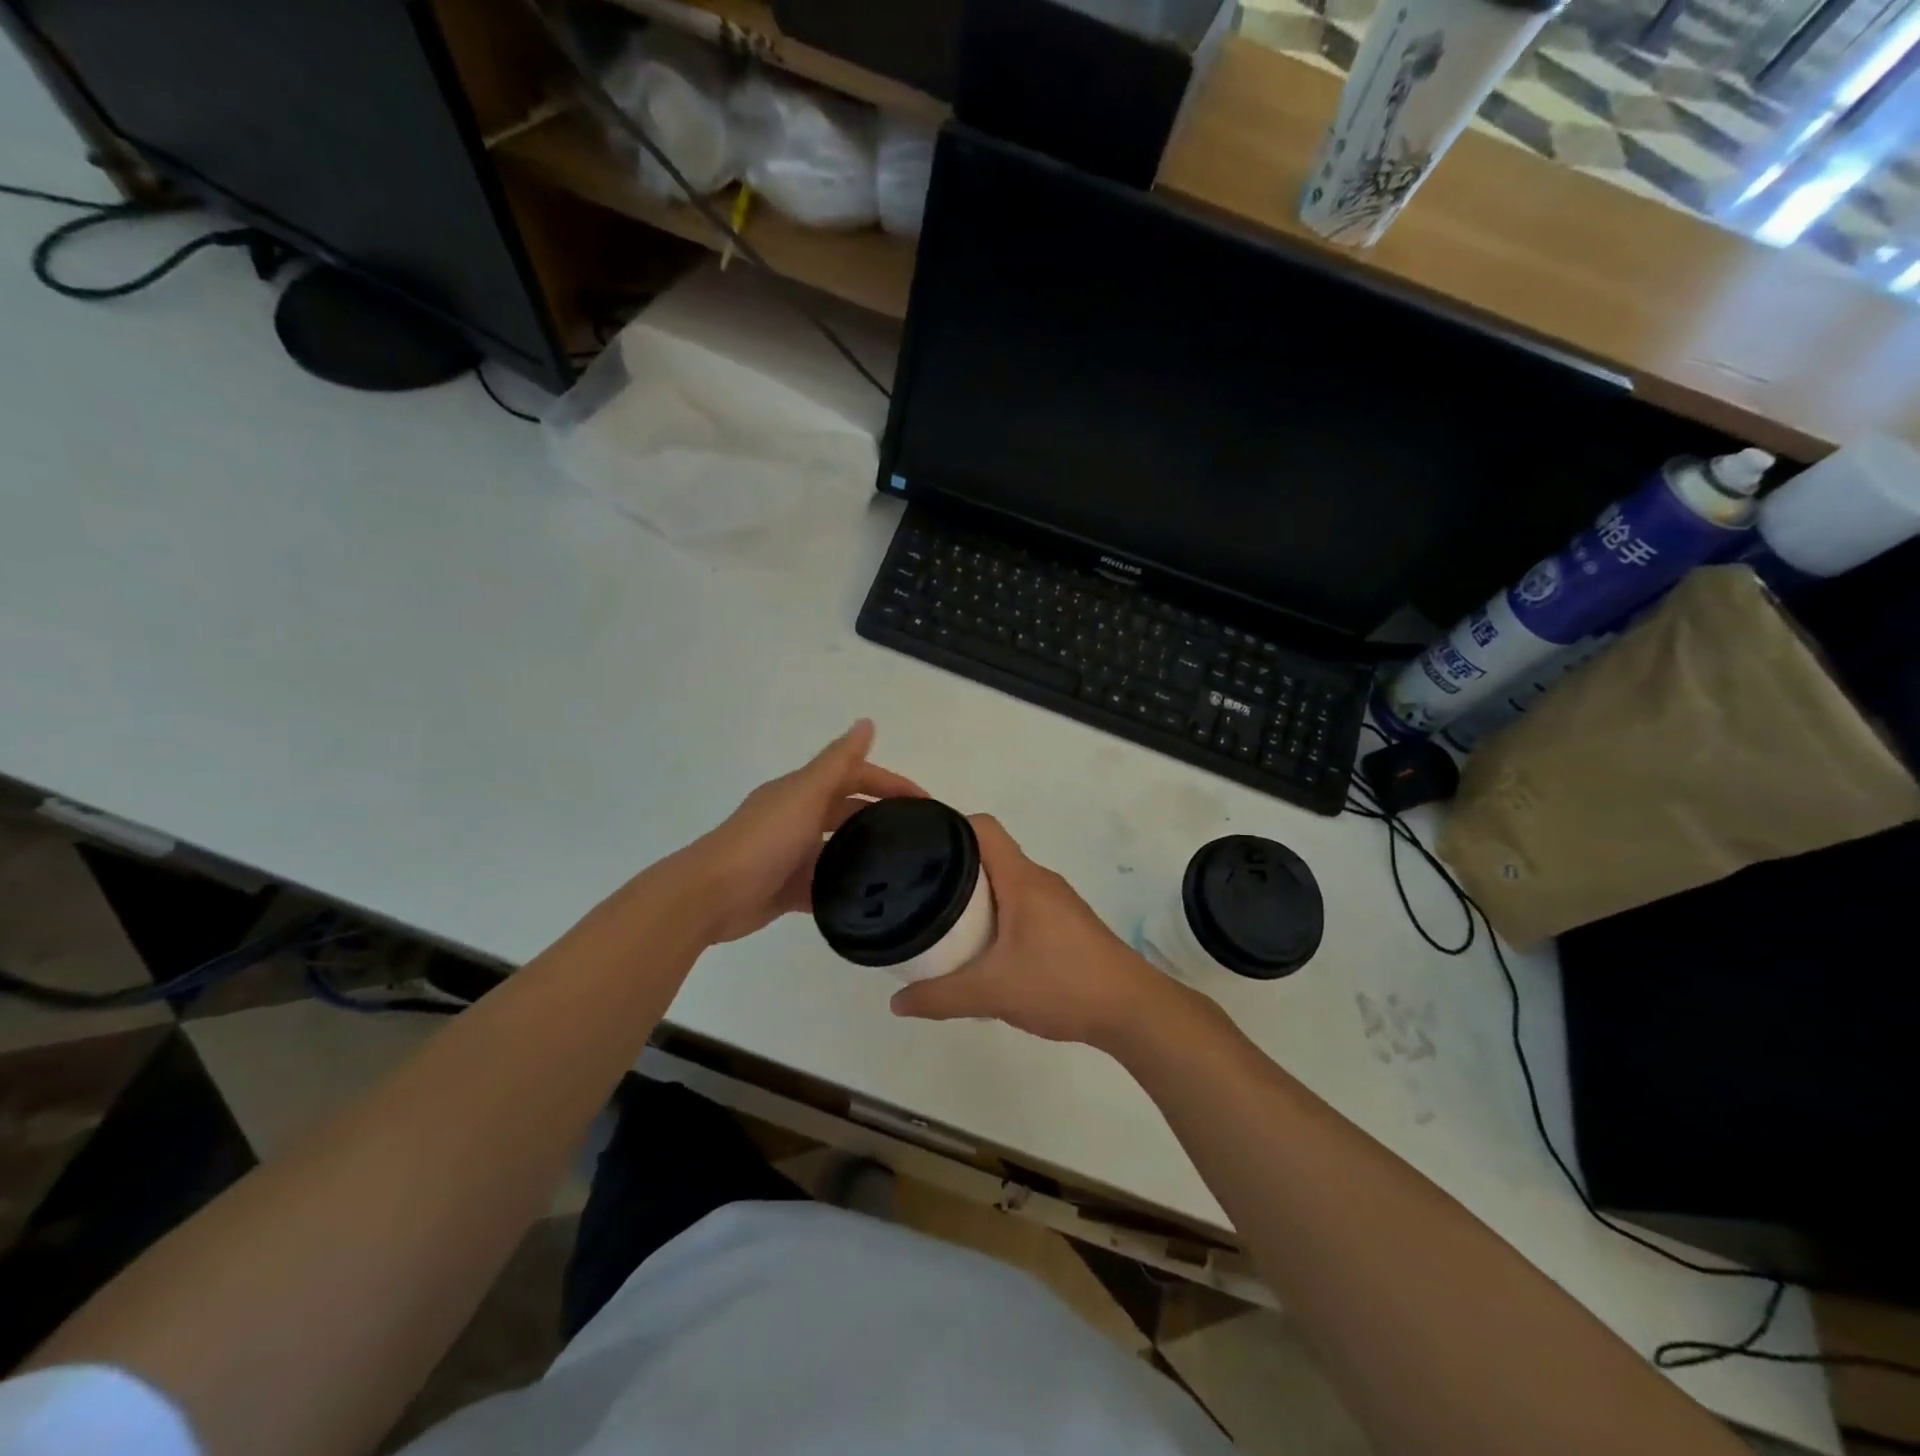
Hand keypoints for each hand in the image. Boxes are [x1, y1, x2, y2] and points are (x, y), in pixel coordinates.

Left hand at [671, 721, 924, 944]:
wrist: (709, 896)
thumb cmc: (762, 840)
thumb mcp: (804, 795)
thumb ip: (837, 762)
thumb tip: (867, 722)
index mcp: (802, 791)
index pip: (855, 776)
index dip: (890, 783)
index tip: (926, 804)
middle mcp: (797, 818)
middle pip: (848, 812)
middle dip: (882, 818)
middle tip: (921, 839)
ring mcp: (791, 854)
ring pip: (838, 849)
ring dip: (865, 855)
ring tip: (903, 871)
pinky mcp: (787, 888)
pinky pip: (824, 885)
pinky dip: (844, 889)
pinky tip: (870, 900)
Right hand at [888, 815, 1181, 1050]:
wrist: (1132, 1010)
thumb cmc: (1062, 984)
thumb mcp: (993, 993)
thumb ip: (941, 997)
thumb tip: (897, 1003)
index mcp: (1021, 879)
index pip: (982, 827)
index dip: (948, 827)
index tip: (917, 847)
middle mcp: (1039, 879)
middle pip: (989, 854)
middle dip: (953, 866)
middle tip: (917, 890)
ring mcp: (1057, 901)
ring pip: (1006, 881)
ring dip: (976, 893)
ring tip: (942, 918)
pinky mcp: (1066, 923)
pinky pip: (1021, 903)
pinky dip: (997, 913)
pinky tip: (983, 947)